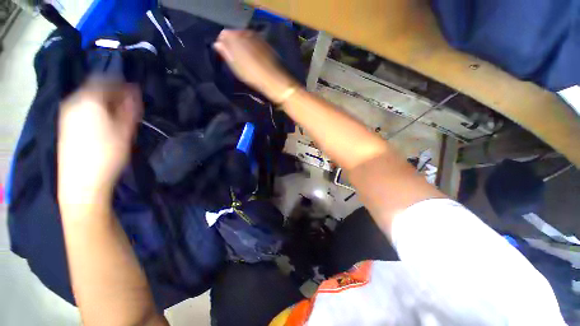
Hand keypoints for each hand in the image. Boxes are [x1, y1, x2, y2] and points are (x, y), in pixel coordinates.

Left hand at [58, 80, 141, 210]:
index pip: (107, 81)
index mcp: (89, 100)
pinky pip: (82, 108)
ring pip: (88, 98)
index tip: (136, 93)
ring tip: (118, 115)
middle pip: (95, 88)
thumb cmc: (107, 154)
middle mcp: (74, 101)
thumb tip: (134, 93)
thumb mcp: (125, 131)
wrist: (82, 182)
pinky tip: (103, 122)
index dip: (123, 85)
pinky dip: (95, 109)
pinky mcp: (65, 125)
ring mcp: (66, 113)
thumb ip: (130, 109)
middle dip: (114, 93)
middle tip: (128, 105)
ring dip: (105, 102)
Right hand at [214, 30, 296, 102]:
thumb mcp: (237, 68)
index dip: (222, 43)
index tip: (223, 53)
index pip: (224, 34)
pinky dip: (250, 45)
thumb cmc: (254, 76)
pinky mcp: (265, 44)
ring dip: (241, 44)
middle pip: (234, 34)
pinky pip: (253, 40)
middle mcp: (246, 33)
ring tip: (242, 57)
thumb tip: (218, 44)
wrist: (275, 80)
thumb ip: (226, 53)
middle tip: (233, 56)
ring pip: (244, 36)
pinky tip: (252, 55)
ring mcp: (257, 37)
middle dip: (232, 43)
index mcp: (236, 38)